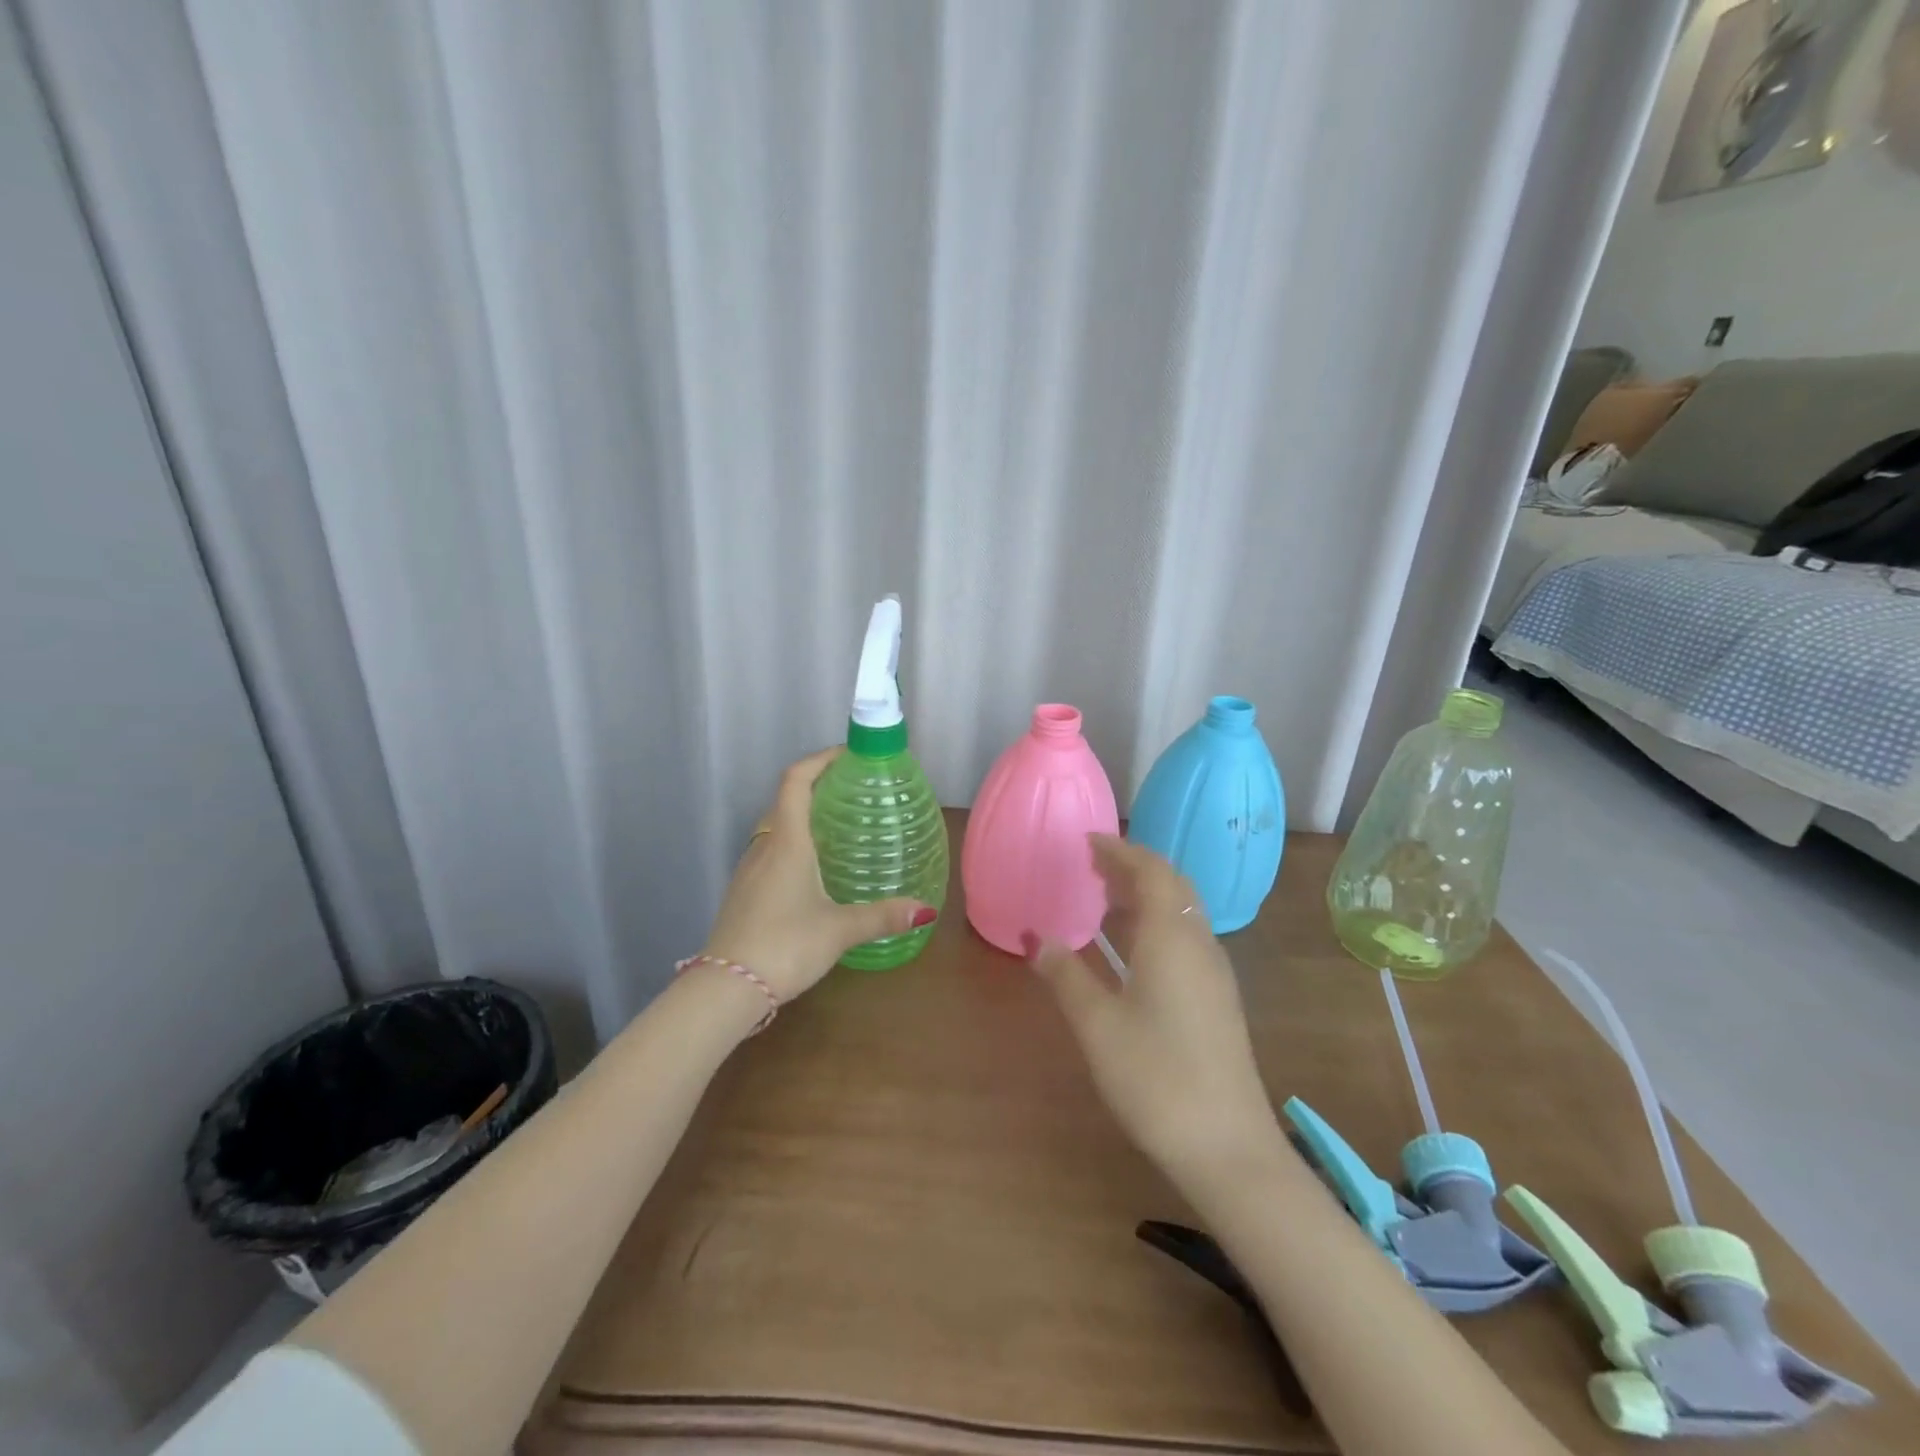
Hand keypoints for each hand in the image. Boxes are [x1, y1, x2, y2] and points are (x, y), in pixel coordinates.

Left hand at [701, 747, 936, 1001]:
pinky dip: (791, 843)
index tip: (846, 754)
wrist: (725, 988)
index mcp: (787, 843)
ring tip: (837, 826)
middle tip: (851, 790)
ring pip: (775, 827)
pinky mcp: (742, 891)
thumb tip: (926, 910)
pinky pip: (769, 851)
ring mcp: (748, 870)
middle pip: (784, 800)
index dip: (819, 760)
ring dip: (801, 815)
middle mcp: (764, 847)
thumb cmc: (785, 945)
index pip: (796, 781)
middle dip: (816, 785)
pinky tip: (812, 869)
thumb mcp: (839, 930)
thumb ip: (882, 917)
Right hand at [1029, 835, 1278, 1195]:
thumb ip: (1065, 976)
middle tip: (1093, 864)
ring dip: (1147, 893)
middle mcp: (1199, 943)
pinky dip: (1157, 921)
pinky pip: (1186, 936)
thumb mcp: (1097, 1025)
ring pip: (1182, 911)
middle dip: (1134, 867)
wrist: (1228, 1148)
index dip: (1119, 850)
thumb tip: (1036, 939)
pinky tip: (1132, 947)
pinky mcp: (1218, 998)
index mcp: (1171, 937)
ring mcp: (1214, 972)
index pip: (1150, 870)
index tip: (1087, 840)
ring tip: (1105, 896)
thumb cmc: (1156, 1077)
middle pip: (1172, 885)